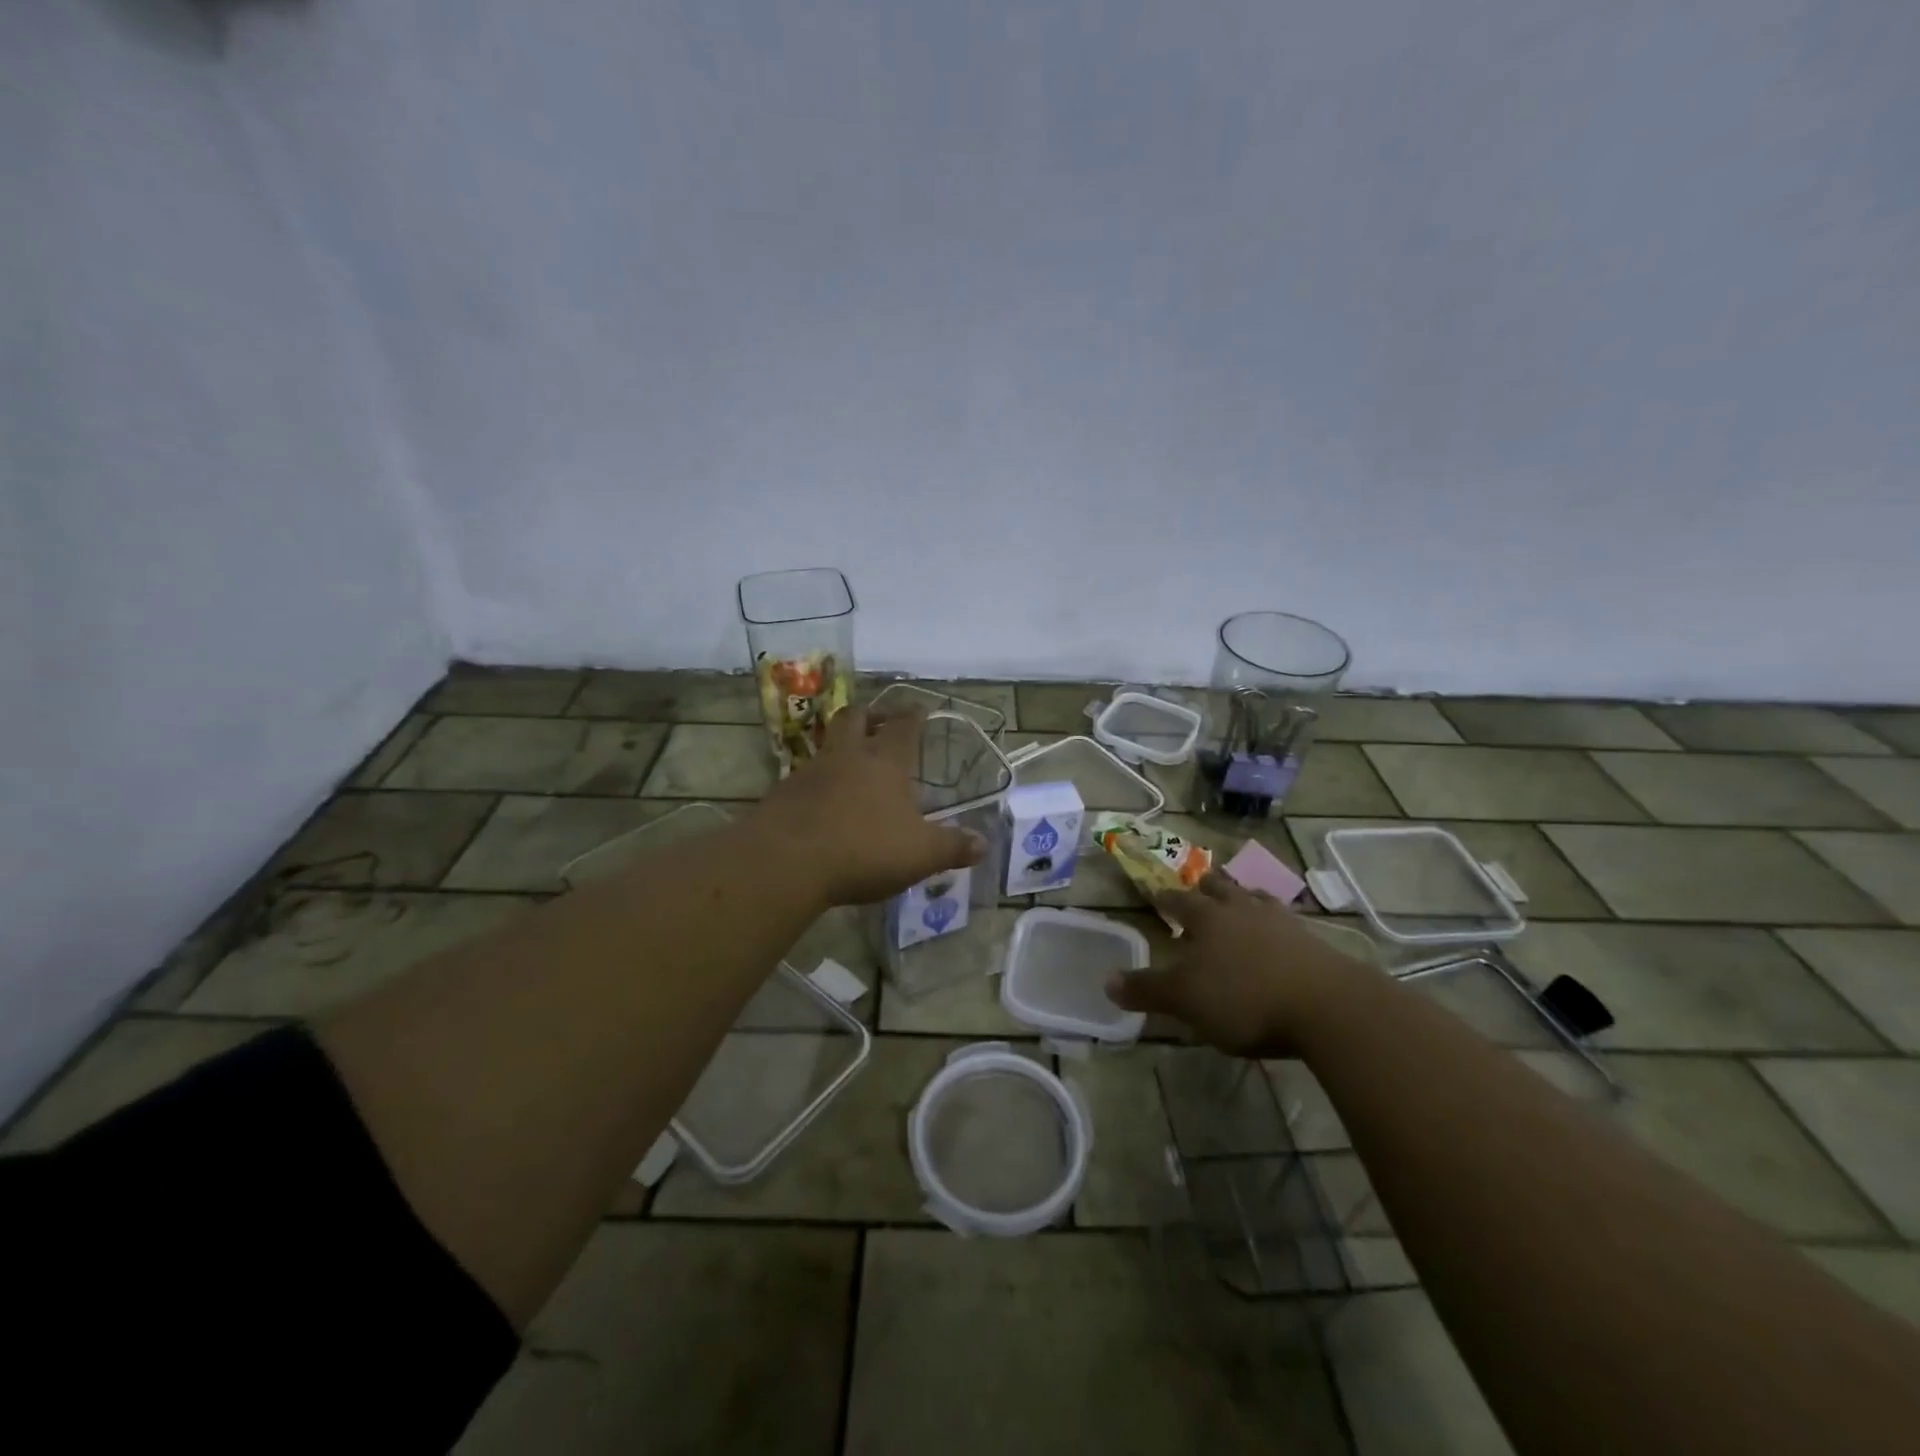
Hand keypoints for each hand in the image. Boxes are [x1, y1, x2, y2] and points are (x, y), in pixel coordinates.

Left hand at [750, 706, 986, 906]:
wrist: (786, 862)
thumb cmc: (863, 848)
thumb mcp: (920, 854)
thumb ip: (952, 847)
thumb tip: (984, 845)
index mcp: (885, 761)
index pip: (903, 725)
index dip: (914, 715)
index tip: (920, 709)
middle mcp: (847, 756)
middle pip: (855, 717)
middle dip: (870, 716)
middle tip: (880, 723)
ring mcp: (810, 772)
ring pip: (827, 745)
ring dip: (842, 748)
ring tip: (854, 767)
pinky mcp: (783, 794)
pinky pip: (806, 778)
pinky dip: (819, 783)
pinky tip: (826, 804)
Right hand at [1106, 872, 1370, 1055]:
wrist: (1326, 1006)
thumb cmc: (1244, 998)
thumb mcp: (1185, 1000)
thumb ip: (1147, 990)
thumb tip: (1106, 981)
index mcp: (1207, 919)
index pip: (1180, 901)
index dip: (1166, 898)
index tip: (1157, 892)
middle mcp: (1242, 910)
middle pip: (1221, 890)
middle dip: (1207, 886)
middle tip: (1200, 883)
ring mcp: (1283, 923)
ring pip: (1257, 899)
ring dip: (1245, 897)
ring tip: (1242, 896)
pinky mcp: (1315, 943)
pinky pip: (1288, 923)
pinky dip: (1278, 923)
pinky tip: (1281, 933)